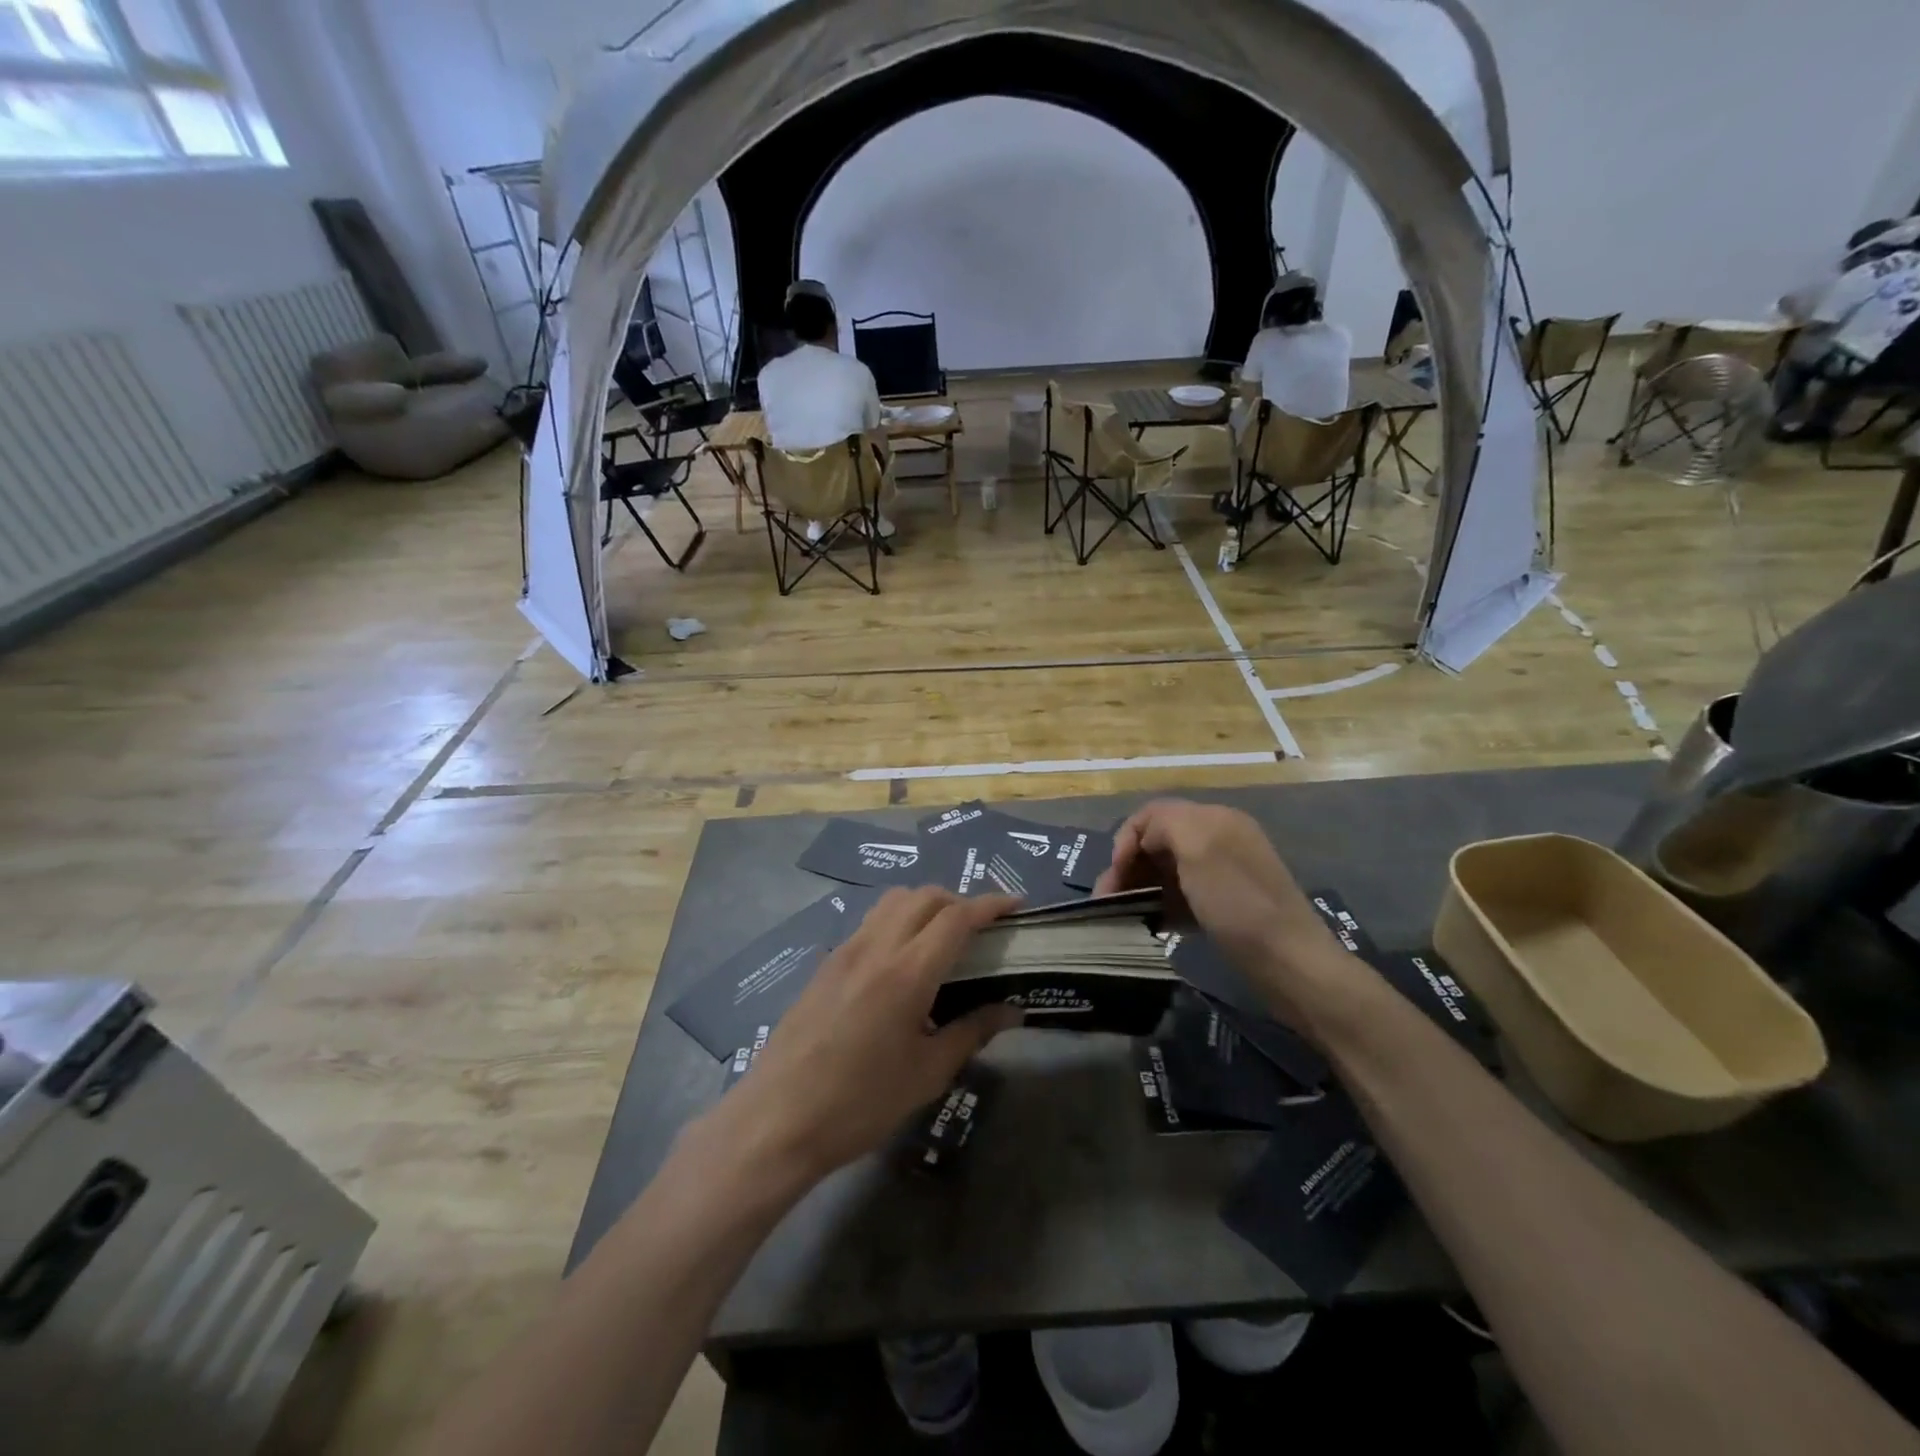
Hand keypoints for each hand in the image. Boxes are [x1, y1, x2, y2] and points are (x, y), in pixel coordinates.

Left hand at [720, 888, 1022, 1183]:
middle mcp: (876, 947)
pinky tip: (902, 961)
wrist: (778, 1119)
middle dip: (959, 901)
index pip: (957, 918)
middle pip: (924, 896)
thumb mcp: (927, 1074)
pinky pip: (870, 922)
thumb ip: (972, 1032)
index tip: (1016, 905)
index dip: (990, 905)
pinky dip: (897, 920)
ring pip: (893, 902)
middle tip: (981, 928)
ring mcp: (846, 951)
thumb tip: (1012, 1010)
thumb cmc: (860, 1102)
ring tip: (943, 938)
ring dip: (925, 905)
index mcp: (907, 972)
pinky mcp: (826, 963)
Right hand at [1095, 800, 1347, 1028]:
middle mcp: (1218, 839)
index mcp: (1213, 819)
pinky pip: (1181, 896)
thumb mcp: (1199, 848)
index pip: (1153, 813)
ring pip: (1166, 871)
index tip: (1115, 874)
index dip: (1127, 838)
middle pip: (1158, 842)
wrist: (1290, 964)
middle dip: (1128, 866)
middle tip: (1106, 901)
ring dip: (1138, 888)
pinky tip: (1149, 924)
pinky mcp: (1224, 906)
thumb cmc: (1238, 903)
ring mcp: (1222, 875)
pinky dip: (1160, 906)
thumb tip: (1145, 836)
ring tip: (1119, 915)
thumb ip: (1165, 824)